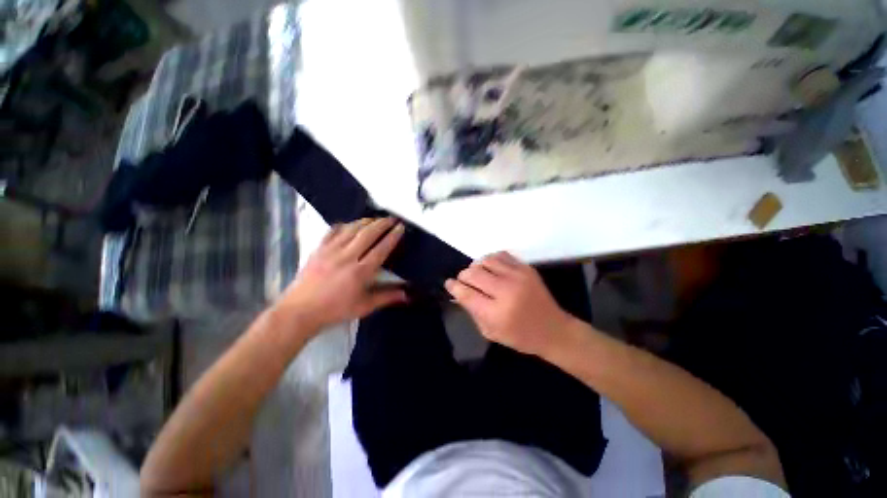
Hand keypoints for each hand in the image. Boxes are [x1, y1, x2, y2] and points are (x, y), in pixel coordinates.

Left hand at [276, 217, 406, 330]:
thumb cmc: (335, 310)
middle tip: (392, 218)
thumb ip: (387, 297)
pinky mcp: (318, 249)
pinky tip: (350, 224)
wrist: (300, 311)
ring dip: (366, 221)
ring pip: (352, 229)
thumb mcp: (364, 306)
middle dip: (382, 223)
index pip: (381, 248)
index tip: (401, 227)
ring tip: (376, 219)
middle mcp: (347, 257)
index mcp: (360, 271)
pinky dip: (345, 225)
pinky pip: (333, 231)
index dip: (393, 236)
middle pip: (368, 233)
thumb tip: (408, 294)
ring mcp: (331, 250)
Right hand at [445, 252, 572, 356]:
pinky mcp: (526, 268)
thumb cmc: (520, 336)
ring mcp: (518, 276)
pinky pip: (501, 255)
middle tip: (463, 281)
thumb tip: (459, 292)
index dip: (453, 287)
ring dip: (476, 266)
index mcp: (496, 313)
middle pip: (473, 273)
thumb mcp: (491, 332)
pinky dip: (491, 260)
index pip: (466, 293)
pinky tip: (491, 268)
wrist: (553, 330)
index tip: (449, 284)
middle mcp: (506, 291)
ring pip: (486, 260)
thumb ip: (473, 311)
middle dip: (463, 276)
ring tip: (477, 274)